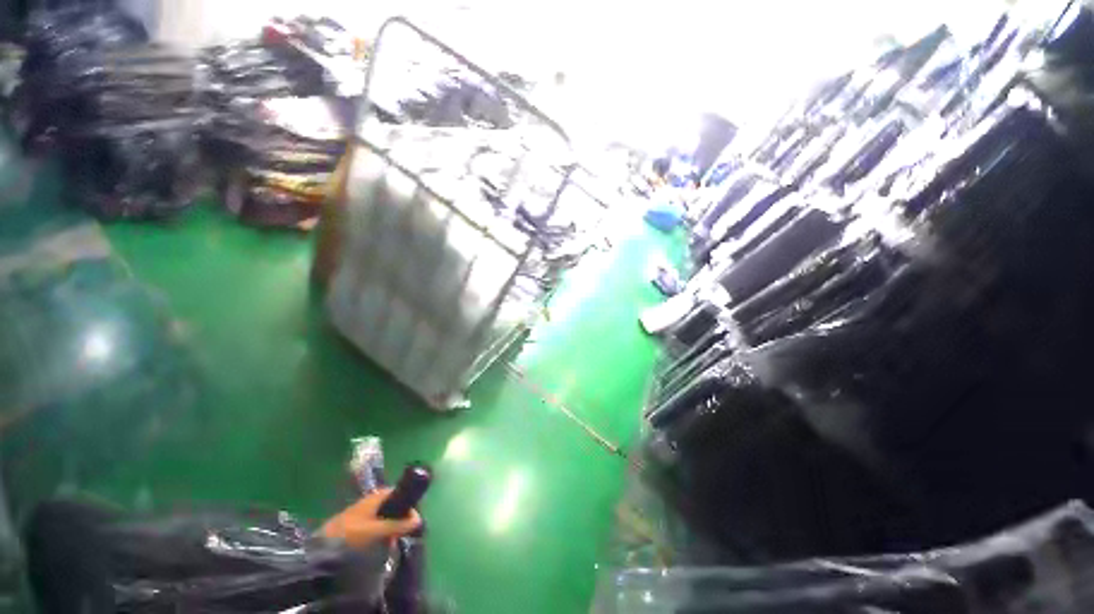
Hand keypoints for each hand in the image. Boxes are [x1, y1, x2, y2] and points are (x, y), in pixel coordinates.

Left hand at [321, 488, 421, 548]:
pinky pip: (377, 525)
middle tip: (401, 534)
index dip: (409, 504)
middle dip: (400, 519)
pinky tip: (379, 545)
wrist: (321, 548)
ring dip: (391, 528)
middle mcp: (373, 500)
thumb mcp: (378, 530)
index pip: (401, 492)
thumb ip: (399, 524)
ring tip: (390, 542)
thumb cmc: (352, 534)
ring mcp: (364, 512)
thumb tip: (419, 519)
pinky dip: (381, 533)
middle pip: (395, 505)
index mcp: (379, 495)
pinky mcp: (357, 524)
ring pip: (386, 516)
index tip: (413, 520)